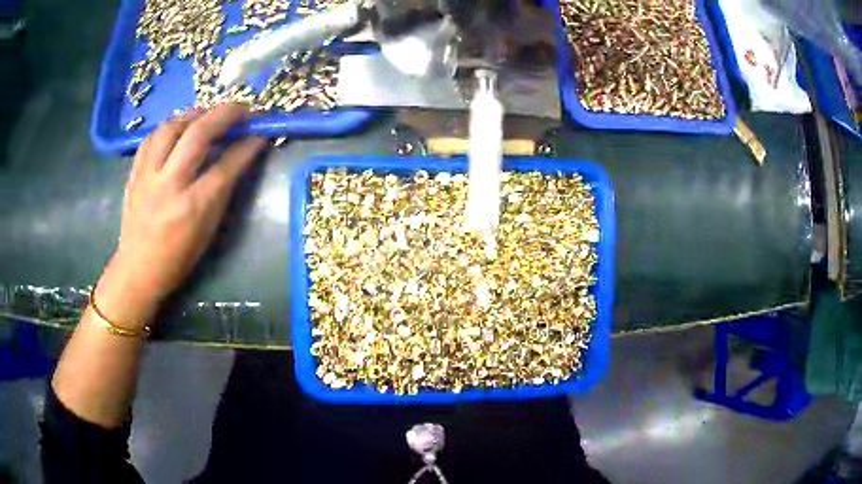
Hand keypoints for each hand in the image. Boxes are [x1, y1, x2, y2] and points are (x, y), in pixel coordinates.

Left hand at [96, 104, 266, 327]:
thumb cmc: (177, 258)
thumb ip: (223, 191)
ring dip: (195, 113)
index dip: (247, 145)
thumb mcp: (207, 232)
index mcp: (192, 208)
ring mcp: (148, 176)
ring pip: (171, 127)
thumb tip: (239, 157)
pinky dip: (170, 125)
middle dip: (225, 114)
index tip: (261, 132)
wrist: (137, 270)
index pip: (225, 166)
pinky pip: (152, 137)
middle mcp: (169, 186)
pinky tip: (180, 126)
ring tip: (209, 113)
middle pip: (198, 135)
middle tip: (242, 108)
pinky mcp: (134, 173)